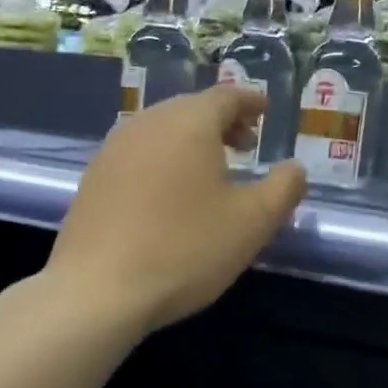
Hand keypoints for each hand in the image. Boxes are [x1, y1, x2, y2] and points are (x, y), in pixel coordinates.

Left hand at [46, 86, 305, 334]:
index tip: (266, 111)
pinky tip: (170, 194)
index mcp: (189, 123)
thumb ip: (284, 189)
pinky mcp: (93, 179)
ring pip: (162, 131)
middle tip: (246, 145)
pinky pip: (138, 154)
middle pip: (191, 109)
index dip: (250, 101)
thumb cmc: (186, 249)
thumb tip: (294, 169)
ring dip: (191, 142)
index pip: (227, 96)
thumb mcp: (253, 223)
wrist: (98, 290)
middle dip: (222, 122)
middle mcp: (147, 124)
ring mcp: (113, 150)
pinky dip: (163, 160)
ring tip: (211, 171)